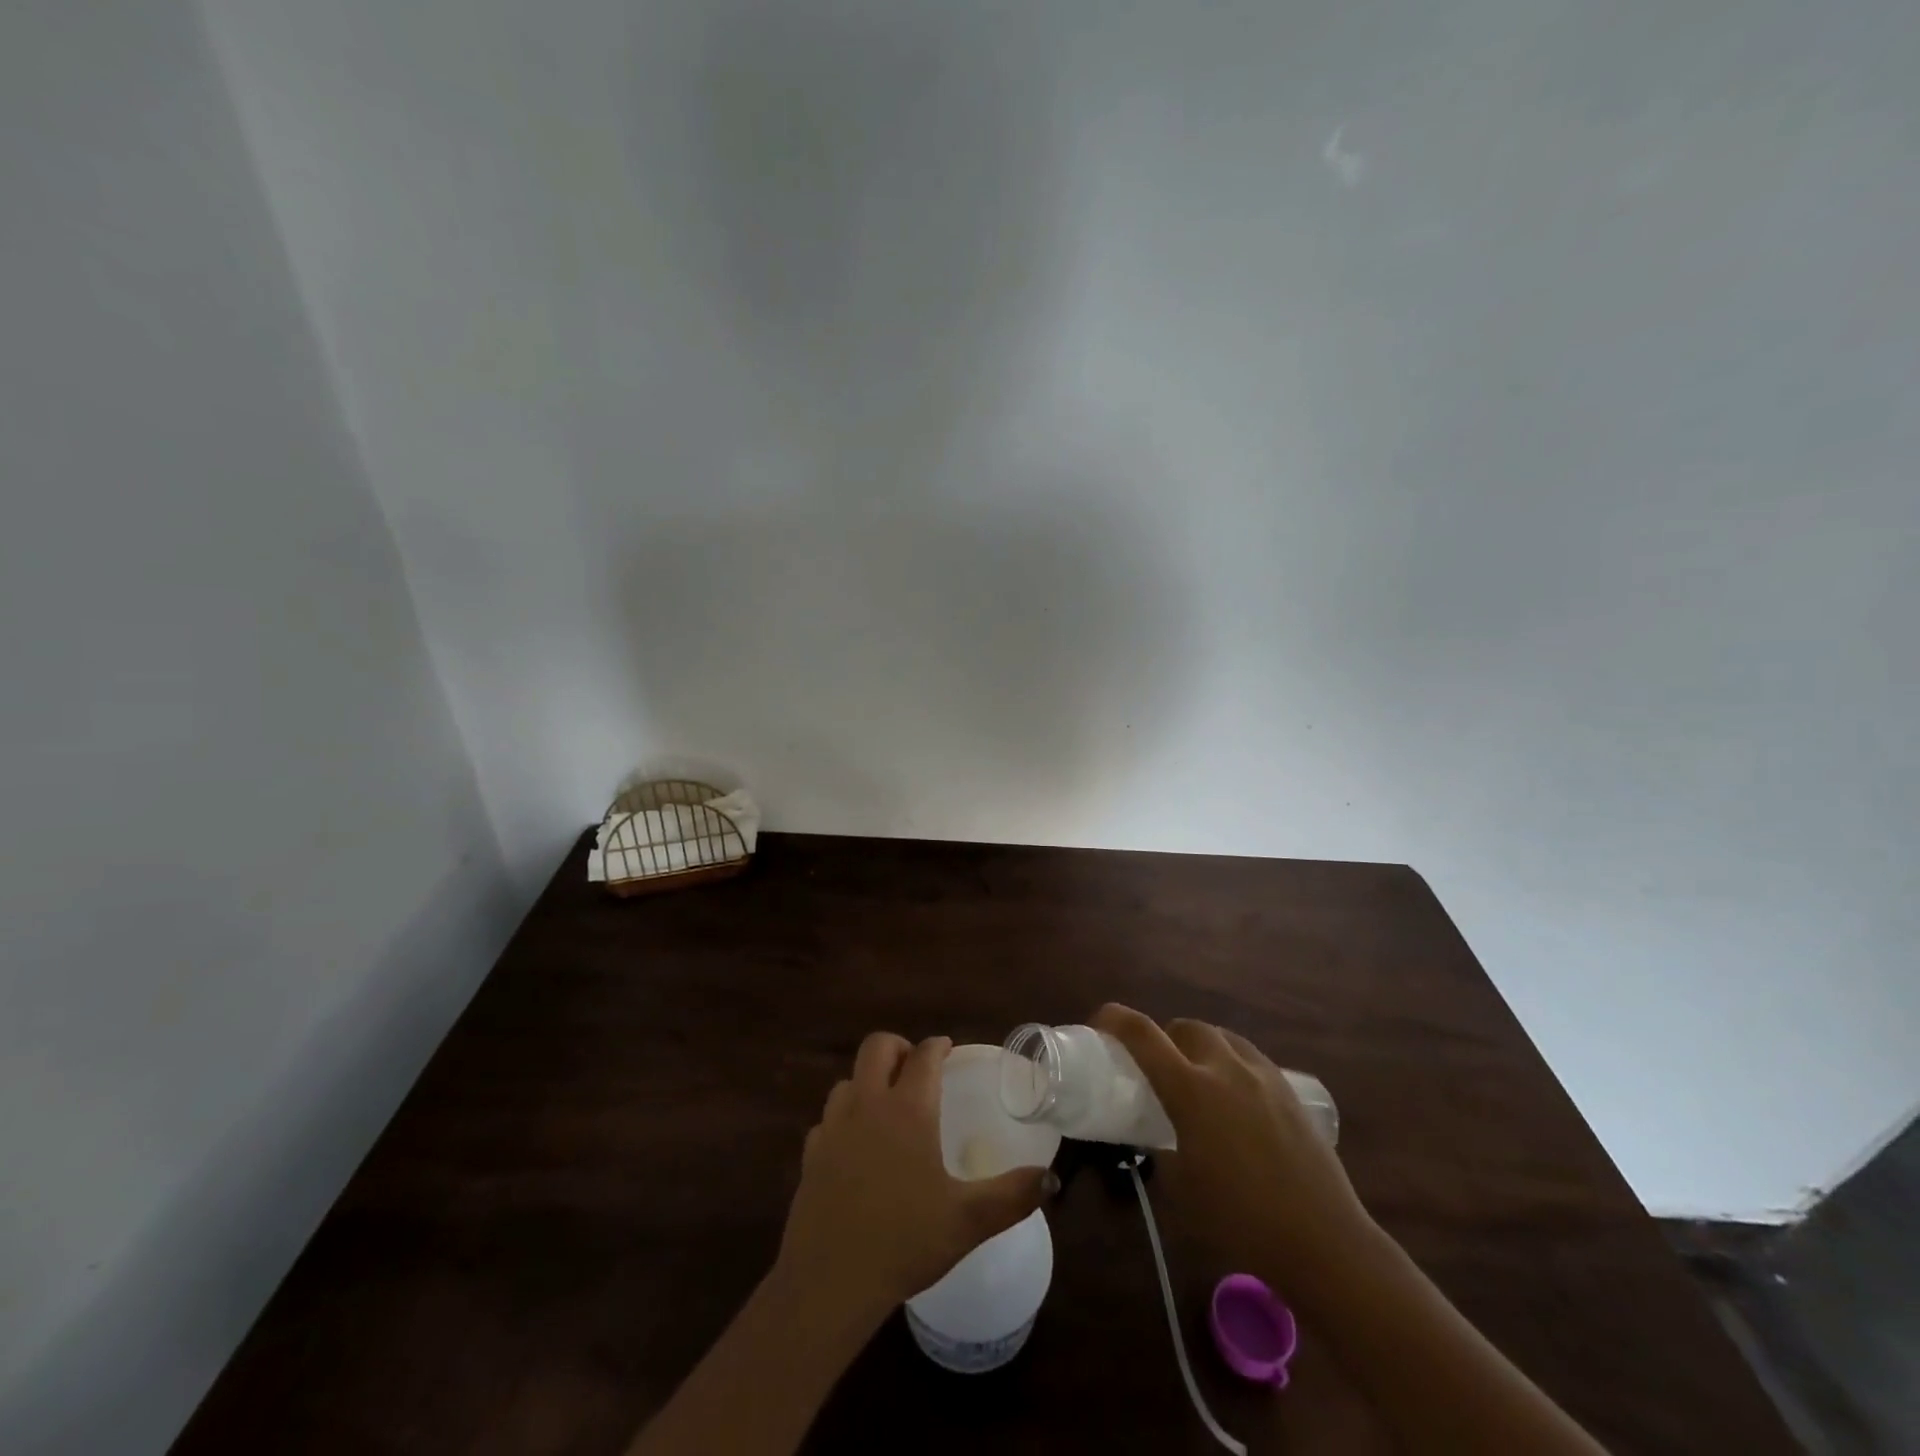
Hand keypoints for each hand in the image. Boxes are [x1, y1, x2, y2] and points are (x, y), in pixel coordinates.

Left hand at [776, 1033, 1052, 1324]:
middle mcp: (867, 1105)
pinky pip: (828, 1120)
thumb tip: (1051, 1178)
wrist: (830, 1281)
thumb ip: (1013, 1196)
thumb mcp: (968, 1221)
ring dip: (868, 1082)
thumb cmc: (904, 1241)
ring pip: (848, 1081)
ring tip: (887, 1108)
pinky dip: (844, 1120)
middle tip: (916, 1072)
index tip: (948, 1049)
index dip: (937, 1046)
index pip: (923, 1055)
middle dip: (899, 1048)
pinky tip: (855, 1148)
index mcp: (908, 1109)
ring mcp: (833, 1128)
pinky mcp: (811, 1155)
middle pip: (876, 1047)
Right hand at [1093, 1004, 1371, 1295]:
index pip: (1142, 1034)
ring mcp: (1262, 1076)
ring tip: (1200, 1080)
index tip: (1100, 1022)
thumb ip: (1161, 1150)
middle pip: (1186, 1027)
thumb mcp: (1180, 1188)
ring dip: (1201, 1047)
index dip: (1114, 1019)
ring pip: (1221, 1036)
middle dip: (1166, 1038)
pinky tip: (1237, 1098)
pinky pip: (1250, 1057)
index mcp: (1190, 1090)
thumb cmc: (1241, 1223)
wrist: (1323, 1244)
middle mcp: (1225, 1069)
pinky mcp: (1289, 1090)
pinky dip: (1232, 1062)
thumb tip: (1156, 1139)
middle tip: (1159, 1069)